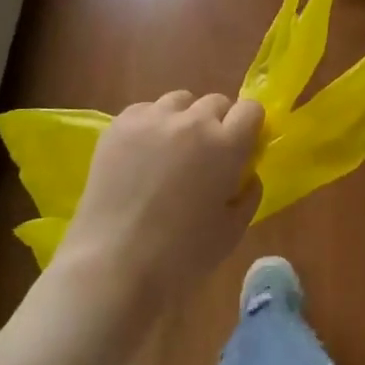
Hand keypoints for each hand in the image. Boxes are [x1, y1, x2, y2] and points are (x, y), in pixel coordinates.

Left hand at [60, 90, 264, 305]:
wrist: (113, 264)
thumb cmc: (181, 256)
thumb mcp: (233, 231)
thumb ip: (249, 193)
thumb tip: (245, 173)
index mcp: (226, 145)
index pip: (251, 109)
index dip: (249, 127)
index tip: (242, 148)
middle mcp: (192, 122)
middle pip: (215, 102)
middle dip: (218, 123)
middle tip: (206, 156)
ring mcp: (152, 119)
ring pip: (180, 101)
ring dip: (184, 119)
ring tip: (172, 150)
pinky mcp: (119, 125)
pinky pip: (145, 110)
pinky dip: (151, 125)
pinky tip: (142, 154)